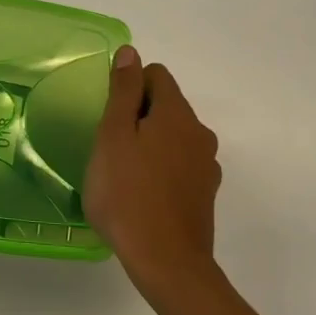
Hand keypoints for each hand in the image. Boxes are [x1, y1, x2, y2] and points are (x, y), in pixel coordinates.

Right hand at [83, 45, 222, 294]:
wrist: (166, 262)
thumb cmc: (127, 193)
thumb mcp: (113, 136)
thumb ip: (122, 91)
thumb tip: (131, 52)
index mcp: (177, 114)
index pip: (155, 75)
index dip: (128, 87)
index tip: (109, 116)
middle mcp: (199, 133)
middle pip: (165, 105)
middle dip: (137, 116)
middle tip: (109, 147)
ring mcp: (206, 165)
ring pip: (172, 136)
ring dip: (149, 143)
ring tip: (123, 172)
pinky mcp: (205, 193)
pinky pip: (179, 164)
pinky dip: (161, 168)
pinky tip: (141, 194)